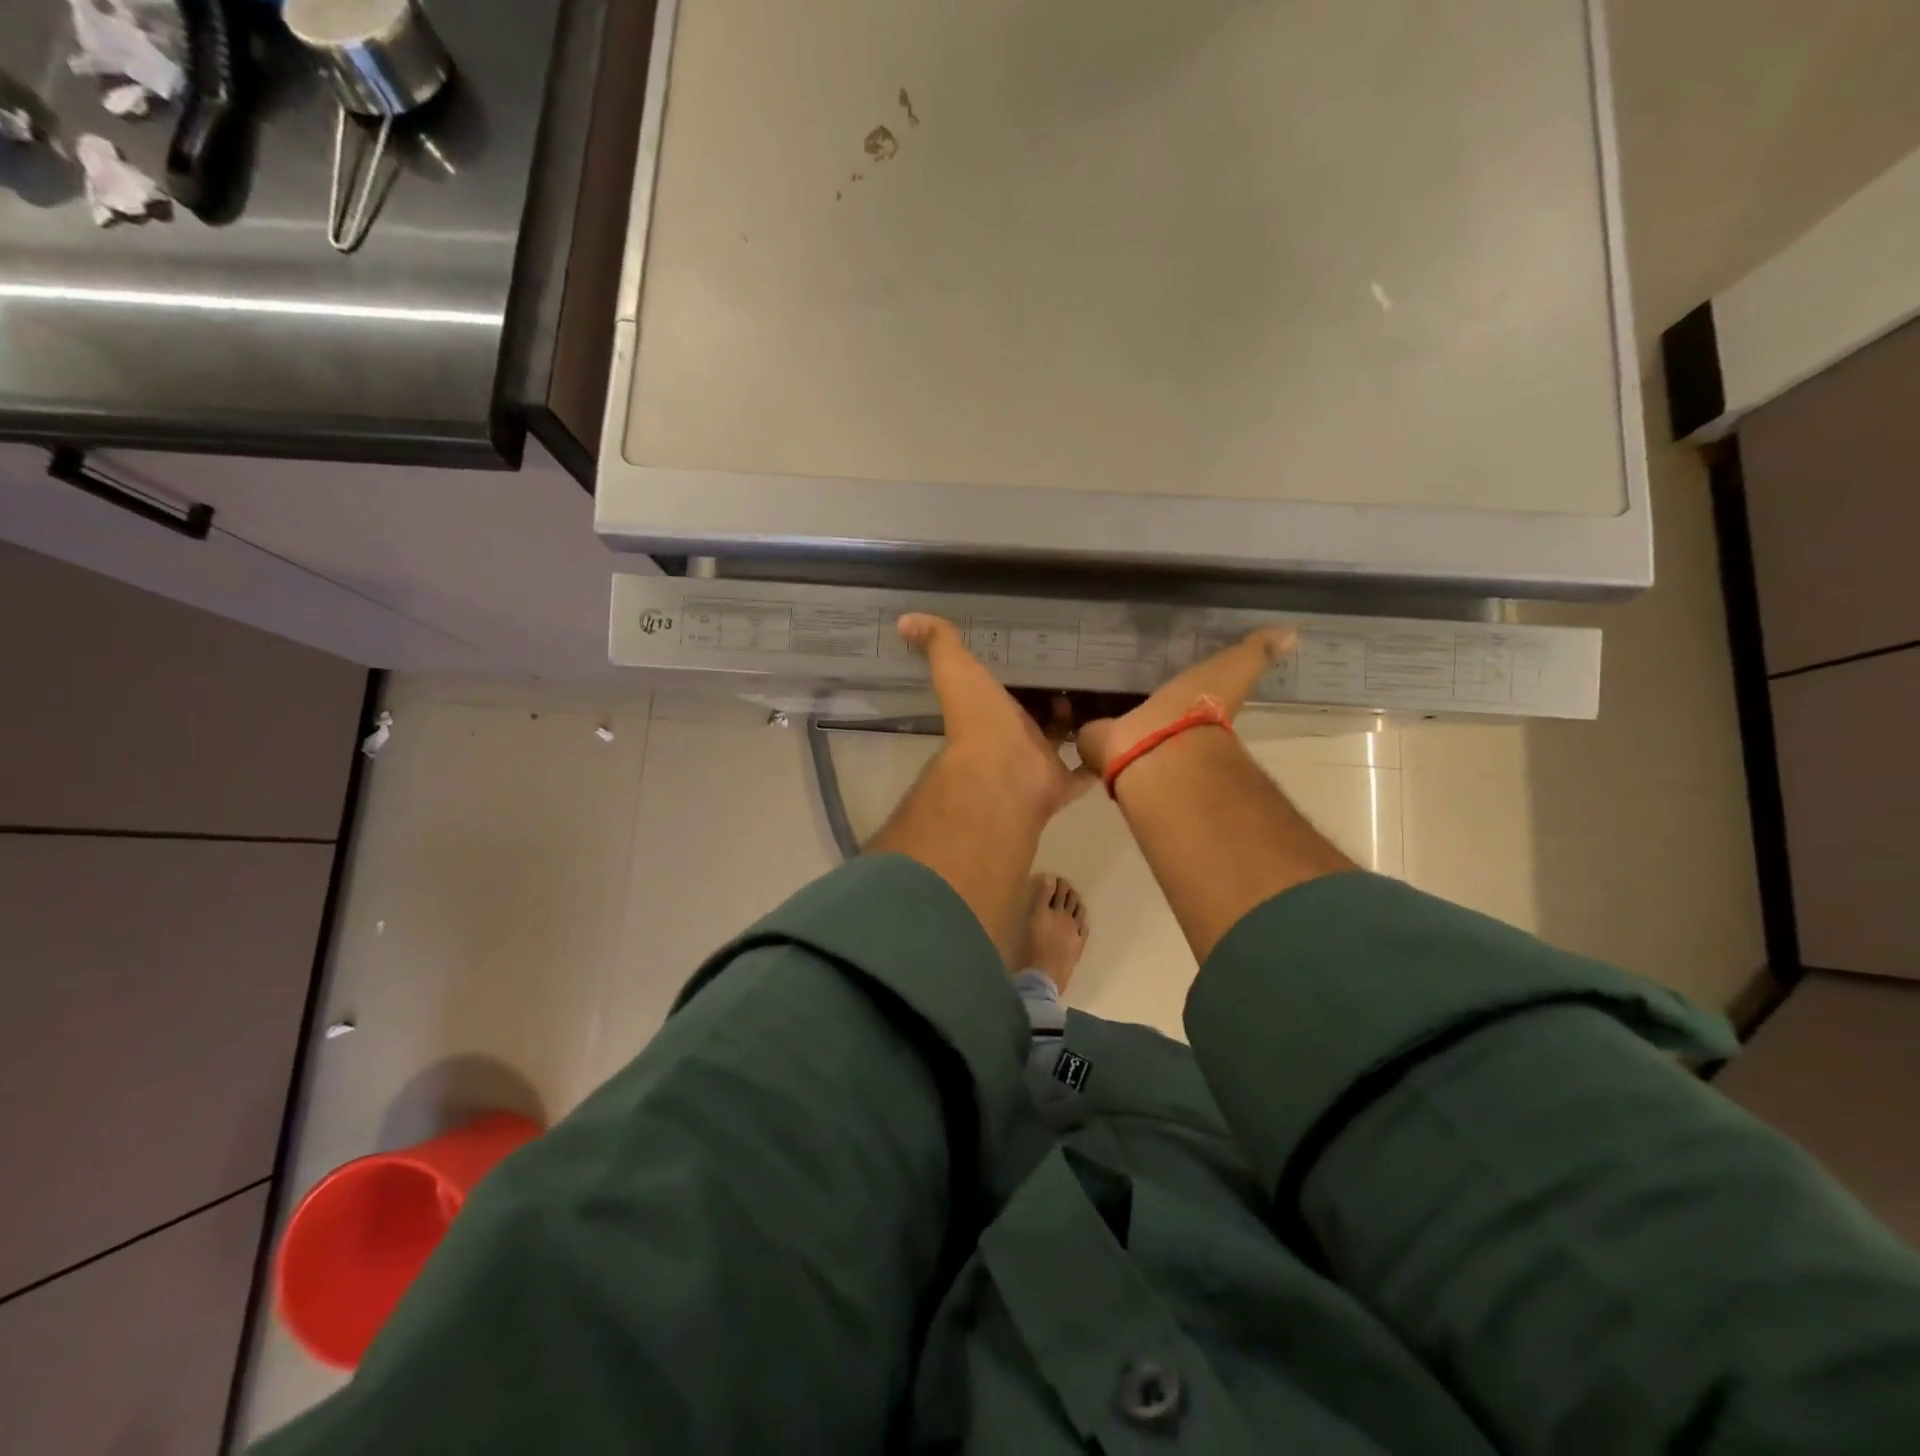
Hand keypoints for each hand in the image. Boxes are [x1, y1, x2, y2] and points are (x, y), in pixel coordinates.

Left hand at [898, 613, 1094, 820]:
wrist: (1002, 772)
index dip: (1019, 676)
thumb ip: (938, 643)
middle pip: (1035, 718)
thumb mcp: (956, 669)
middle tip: (1082, 674)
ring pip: (1062, 743)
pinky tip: (1121, 738)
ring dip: (1078, 726)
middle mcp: (1013, 738)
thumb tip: (904, 620)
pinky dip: (1100, 760)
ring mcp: (1038, 763)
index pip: (1005, 691)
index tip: (1042, 654)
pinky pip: (1085, 773)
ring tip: (1106, 698)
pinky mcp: (1061, 784)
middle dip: (1053, 700)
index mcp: (990, 712)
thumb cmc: (979, 718)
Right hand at [1076, 627, 1296, 779]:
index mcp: (1191, 708)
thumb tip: (1293, 633)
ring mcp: (1125, 738)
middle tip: (1111, 669)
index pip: (1183, 692)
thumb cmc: (1198, 708)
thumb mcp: (1234, 670)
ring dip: (1102, 705)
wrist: (1160, 748)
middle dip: (1131, 694)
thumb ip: (1256, 653)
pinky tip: (1064, 693)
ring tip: (1081, 677)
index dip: (1174, 685)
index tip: (1156, 665)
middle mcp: (1159, 726)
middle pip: (1144, 705)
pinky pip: (1084, 725)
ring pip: (1112, 716)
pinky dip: (1076, 713)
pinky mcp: (1095, 743)